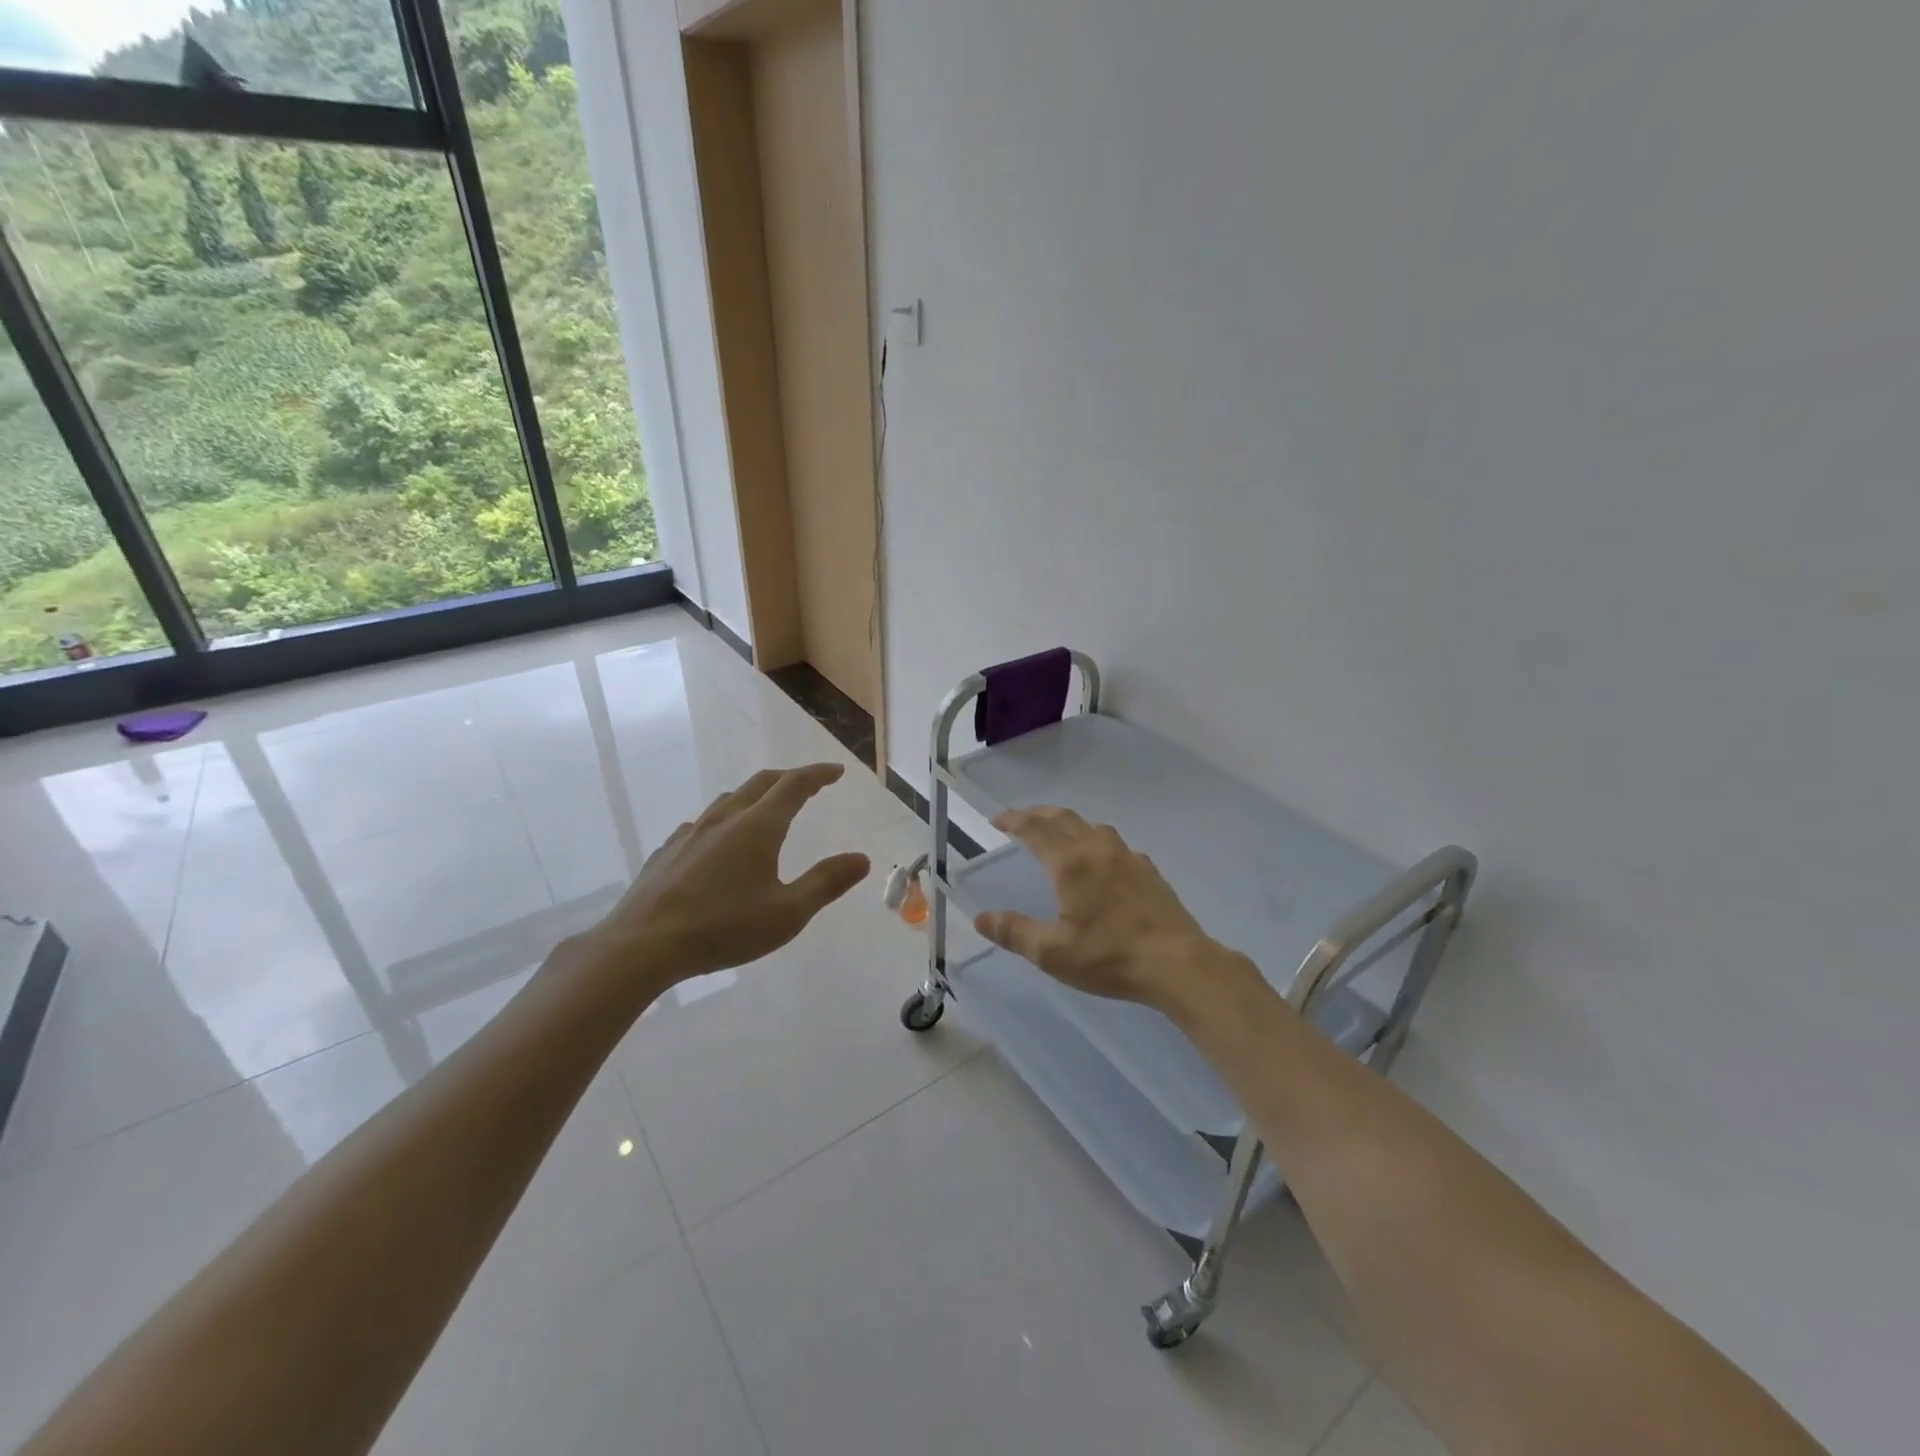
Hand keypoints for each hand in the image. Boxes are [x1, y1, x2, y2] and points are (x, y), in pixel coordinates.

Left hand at [578, 763, 871, 989]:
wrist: (642, 946)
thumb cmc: (723, 928)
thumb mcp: (787, 914)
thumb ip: (826, 883)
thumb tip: (862, 859)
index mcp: (758, 827)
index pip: (794, 785)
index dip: (818, 774)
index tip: (836, 771)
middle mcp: (725, 819)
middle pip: (761, 783)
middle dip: (789, 778)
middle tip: (809, 784)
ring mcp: (691, 832)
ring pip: (729, 800)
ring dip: (755, 796)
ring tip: (766, 810)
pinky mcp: (668, 851)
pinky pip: (703, 823)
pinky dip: (724, 821)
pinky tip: (719, 844)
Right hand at [973, 806, 1261, 1014]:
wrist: (1176, 963)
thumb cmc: (1109, 956)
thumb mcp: (1052, 952)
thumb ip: (1014, 932)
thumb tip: (981, 918)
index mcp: (1070, 864)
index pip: (1035, 830)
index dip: (1014, 821)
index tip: (998, 820)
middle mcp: (1098, 850)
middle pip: (1064, 819)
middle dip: (1038, 814)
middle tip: (1021, 818)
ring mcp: (1128, 857)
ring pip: (1092, 827)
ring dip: (1069, 823)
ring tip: (1059, 832)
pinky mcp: (1149, 871)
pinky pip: (1116, 845)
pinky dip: (1097, 841)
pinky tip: (1102, 860)